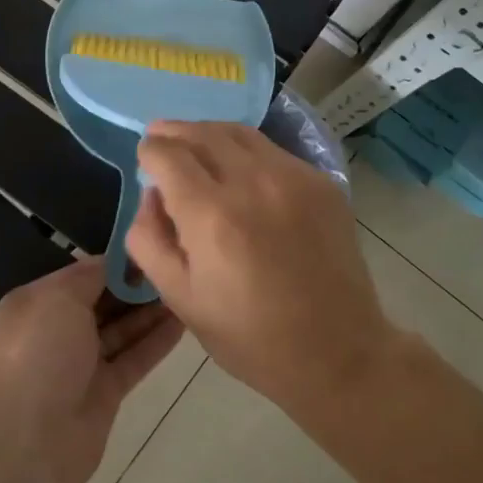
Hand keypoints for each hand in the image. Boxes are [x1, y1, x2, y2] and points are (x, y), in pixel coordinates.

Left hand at [0, 258, 184, 482]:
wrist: (27, 439)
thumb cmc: (38, 353)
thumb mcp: (59, 297)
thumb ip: (90, 275)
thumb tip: (114, 261)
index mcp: (38, 303)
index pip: (83, 274)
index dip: (116, 262)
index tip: (152, 247)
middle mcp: (57, 330)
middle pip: (104, 302)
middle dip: (136, 285)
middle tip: (177, 266)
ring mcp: (82, 364)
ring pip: (122, 330)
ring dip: (151, 311)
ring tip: (187, 288)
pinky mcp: (105, 392)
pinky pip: (134, 359)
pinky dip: (156, 341)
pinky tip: (184, 322)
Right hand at [126, 121, 395, 413]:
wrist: (337, 351)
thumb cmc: (249, 336)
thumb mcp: (180, 298)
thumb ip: (150, 240)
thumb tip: (151, 195)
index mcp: (211, 215)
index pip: (168, 155)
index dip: (149, 151)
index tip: (145, 157)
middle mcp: (252, 182)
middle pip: (202, 134)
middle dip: (174, 131)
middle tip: (160, 135)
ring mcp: (293, 177)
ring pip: (239, 133)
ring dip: (208, 132)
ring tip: (194, 141)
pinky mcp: (321, 182)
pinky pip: (271, 151)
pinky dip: (244, 150)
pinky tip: (238, 167)